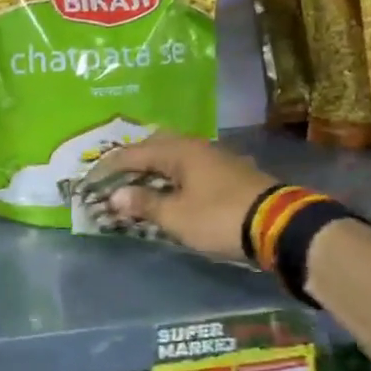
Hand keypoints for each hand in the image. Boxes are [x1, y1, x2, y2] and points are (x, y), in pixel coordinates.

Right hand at [101, 134, 280, 262]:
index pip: (133, 153)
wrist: (280, 225)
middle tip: (116, 178)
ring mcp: (217, 159)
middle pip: (156, 146)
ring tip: (140, 186)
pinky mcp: (231, 174)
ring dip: (155, 170)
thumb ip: (145, 204)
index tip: (90, 181)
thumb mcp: (176, 216)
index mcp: (179, 151)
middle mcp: (197, 147)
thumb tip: (117, 196)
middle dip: (134, 160)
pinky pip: (191, 169)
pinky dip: (174, 178)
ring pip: (176, 157)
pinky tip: (172, 192)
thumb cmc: (219, 217)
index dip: (108, 168)